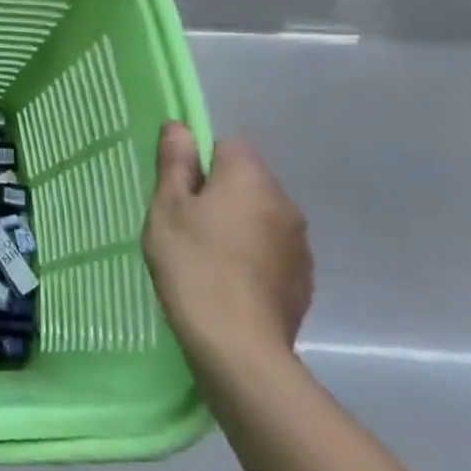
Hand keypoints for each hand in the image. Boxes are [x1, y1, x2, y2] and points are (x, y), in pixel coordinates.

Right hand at [143, 123, 312, 370]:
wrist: (237, 344)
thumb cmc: (191, 265)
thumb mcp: (167, 210)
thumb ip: (175, 165)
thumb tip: (180, 126)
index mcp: (249, 179)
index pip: (228, 145)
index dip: (199, 160)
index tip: (177, 189)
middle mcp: (284, 202)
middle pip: (247, 181)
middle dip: (219, 193)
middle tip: (184, 223)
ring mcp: (300, 243)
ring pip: (262, 217)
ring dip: (238, 225)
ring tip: (206, 256)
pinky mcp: (303, 278)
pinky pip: (273, 250)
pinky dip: (252, 255)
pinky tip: (229, 281)